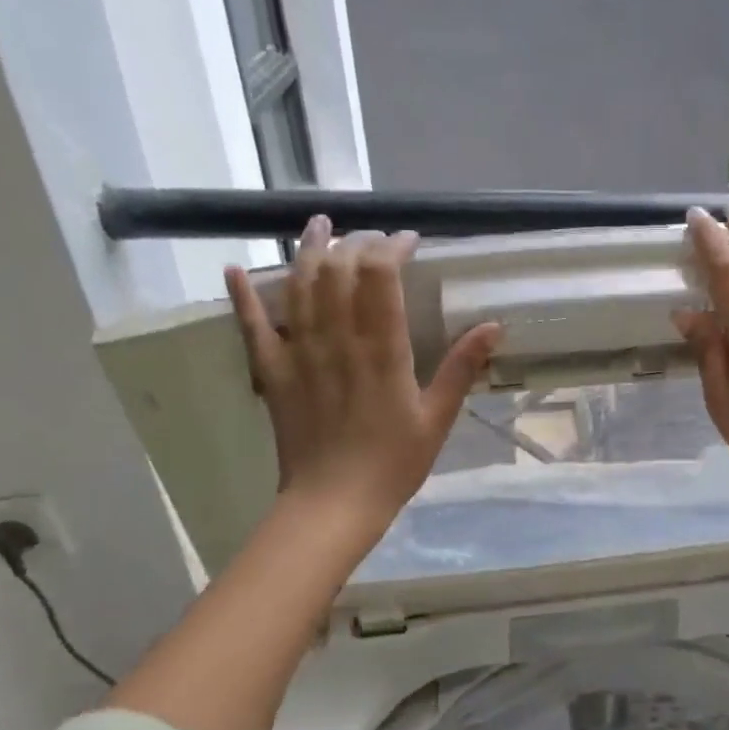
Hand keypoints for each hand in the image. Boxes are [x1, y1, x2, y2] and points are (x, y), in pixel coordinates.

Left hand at [226, 217, 501, 541]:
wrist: (332, 504)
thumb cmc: (393, 464)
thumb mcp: (437, 417)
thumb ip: (462, 367)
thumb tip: (493, 326)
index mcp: (381, 349)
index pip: (380, 275)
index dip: (391, 247)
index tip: (408, 240)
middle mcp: (336, 339)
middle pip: (338, 269)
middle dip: (355, 242)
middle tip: (372, 238)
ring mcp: (298, 352)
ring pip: (298, 286)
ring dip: (306, 250)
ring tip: (318, 225)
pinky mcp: (272, 372)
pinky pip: (251, 326)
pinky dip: (243, 296)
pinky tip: (235, 270)